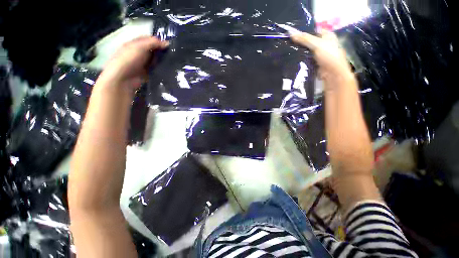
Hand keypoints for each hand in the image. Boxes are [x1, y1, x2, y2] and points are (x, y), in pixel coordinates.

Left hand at [99, 36, 168, 89]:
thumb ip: (153, 43)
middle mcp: (138, 53)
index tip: (169, 44)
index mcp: (135, 44)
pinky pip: (156, 70)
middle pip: (152, 50)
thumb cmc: (129, 59)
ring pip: (155, 60)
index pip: (148, 39)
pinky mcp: (147, 74)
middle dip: (161, 51)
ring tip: (174, 62)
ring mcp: (143, 64)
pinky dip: (161, 70)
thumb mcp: (140, 47)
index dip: (158, 41)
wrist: (123, 79)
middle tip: (173, 53)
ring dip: (162, 61)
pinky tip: (169, 70)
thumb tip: (167, 43)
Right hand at [279, 25, 353, 87]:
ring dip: (299, 51)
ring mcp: (318, 54)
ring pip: (307, 50)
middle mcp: (323, 44)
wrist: (332, 74)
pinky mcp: (314, 63)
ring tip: (288, 50)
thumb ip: (304, 39)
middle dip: (300, 42)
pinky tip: (293, 58)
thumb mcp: (317, 44)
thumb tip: (290, 33)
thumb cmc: (328, 56)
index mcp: (327, 35)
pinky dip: (300, 59)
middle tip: (288, 42)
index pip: (313, 30)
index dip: (303, 31)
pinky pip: (306, 59)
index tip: (292, 34)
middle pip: (309, 41)